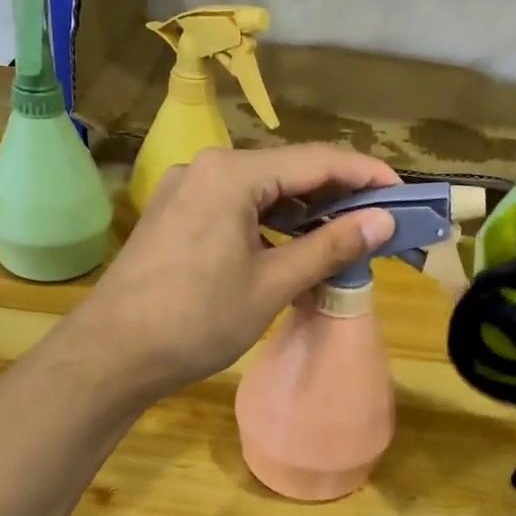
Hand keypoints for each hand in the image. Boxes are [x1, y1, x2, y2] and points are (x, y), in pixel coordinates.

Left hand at [65, 145, 399, 402]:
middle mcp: (206, 168)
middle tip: (377, 218)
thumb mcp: (272, 284)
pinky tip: (288, 248)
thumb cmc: (197, 320)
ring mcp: (184, 190)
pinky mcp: (173, 216)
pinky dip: (267, 224)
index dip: (364, 173)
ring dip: (301, 212)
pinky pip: (233, 208)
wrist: (113, 354)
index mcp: (232, 174)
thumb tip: (383, 220)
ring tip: (340, 236)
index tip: (402, 192)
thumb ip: (330, 246)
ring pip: (258, 191)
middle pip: (286, 171)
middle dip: (334, 194)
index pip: (315, 161)